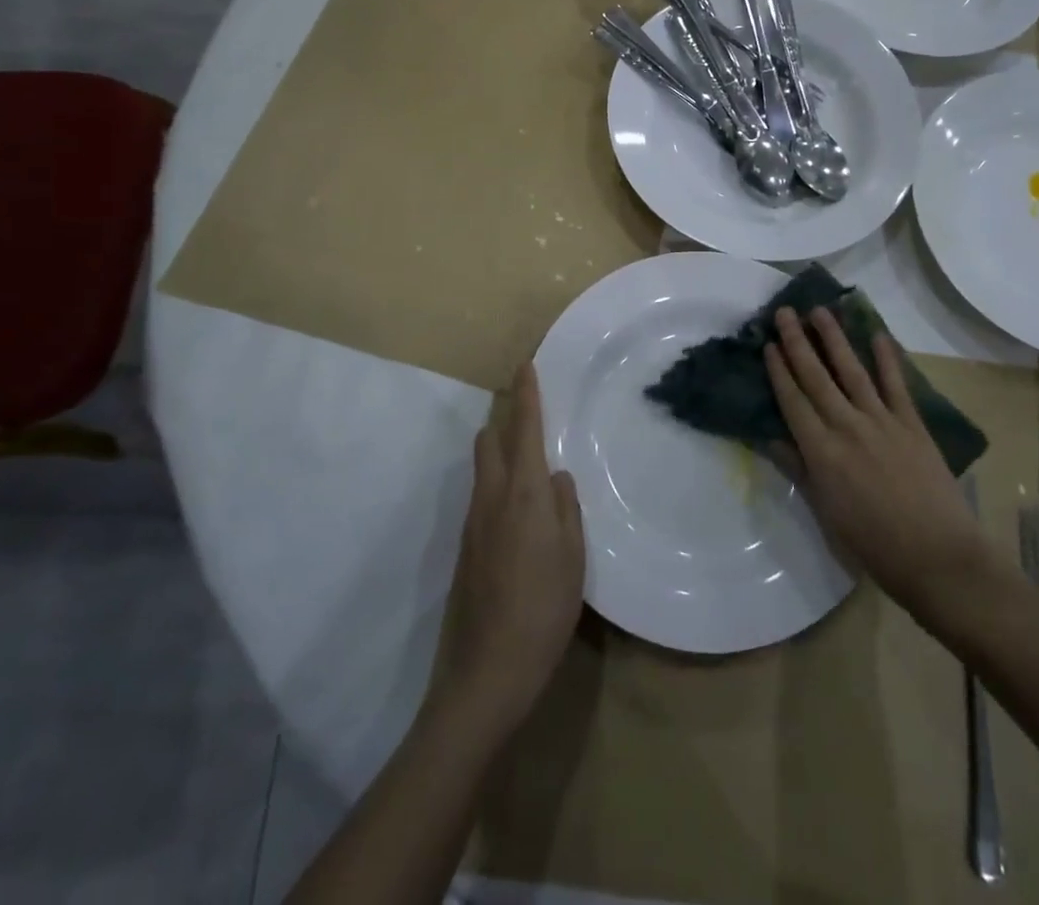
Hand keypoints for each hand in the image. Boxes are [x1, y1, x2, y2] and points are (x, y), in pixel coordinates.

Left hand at [430, 362, 585, 746]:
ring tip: (528, 452)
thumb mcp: (573, 556)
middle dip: (506, 416)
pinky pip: (482, 494)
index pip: (524, 429)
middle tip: (531, 410)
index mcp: (523, 493)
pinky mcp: (465, 547)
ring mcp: (472, 523)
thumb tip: (556, 477)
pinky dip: (497, 479)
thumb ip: (566, 508)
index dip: (526, 395)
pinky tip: (518, 504)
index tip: (525, 365)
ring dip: (500, 447)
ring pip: (483, 466)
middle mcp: (491, 498)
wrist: (486, 672)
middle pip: (490, 440)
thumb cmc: (543, 609)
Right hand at [764, 307, 990, 616]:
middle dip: (798, 342)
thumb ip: (800, 470)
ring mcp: (881, 421)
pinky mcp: (912, 424)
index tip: (768, 344)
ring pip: (851, 370)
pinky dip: (887, 358)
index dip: (778, 370)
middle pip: (816, 377)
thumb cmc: (874, 544)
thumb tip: (773, 438)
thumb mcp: (826, 513)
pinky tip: (877, 334)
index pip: (793, 400)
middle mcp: (847, 426)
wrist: (938, 558)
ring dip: (834, 338)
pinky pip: (896, 384)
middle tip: (785, 312)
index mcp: (821, 451)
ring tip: (820, 311)